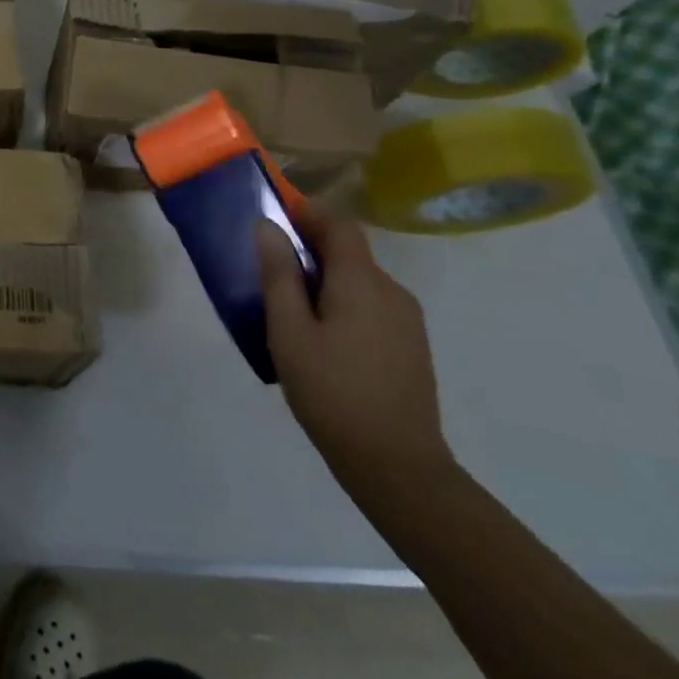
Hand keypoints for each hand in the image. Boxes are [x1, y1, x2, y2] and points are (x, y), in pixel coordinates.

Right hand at [256, 203, 455, 504]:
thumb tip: (268, 227)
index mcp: (362, 283)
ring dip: (326, 278)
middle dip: (311, 248)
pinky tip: (320, 337)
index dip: (308, 212)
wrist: (397, 466)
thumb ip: (279, 275)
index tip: (275, 215)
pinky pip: (371, 306)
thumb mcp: (289, 332)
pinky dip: (343, 303)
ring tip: (289, 307)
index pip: (340, 225)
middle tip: (269, 266)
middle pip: (350, 252)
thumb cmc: (332, 392)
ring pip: (360, 281)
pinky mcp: (410, 346)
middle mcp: (392, 292)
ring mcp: (407, 321)